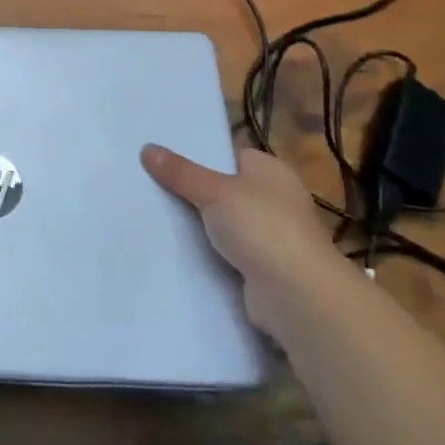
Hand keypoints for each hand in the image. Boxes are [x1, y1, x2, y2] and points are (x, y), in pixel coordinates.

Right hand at [141, 143, 346, 332]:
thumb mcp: (214, 191)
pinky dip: (207, 254)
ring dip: (199, 227)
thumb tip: (147, 149)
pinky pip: (226, 254)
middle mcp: (276, 200)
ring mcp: (272, 237)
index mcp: (271, 171)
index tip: (164, 159)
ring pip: (224, 224)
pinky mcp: (263, 269)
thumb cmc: (262, 228)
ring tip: (153, 216)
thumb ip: (180, 172)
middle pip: (224, 189)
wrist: (297, 296)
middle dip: (193, 192)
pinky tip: (175, 251)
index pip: (231, 155)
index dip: (200, 156)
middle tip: (150, 186)